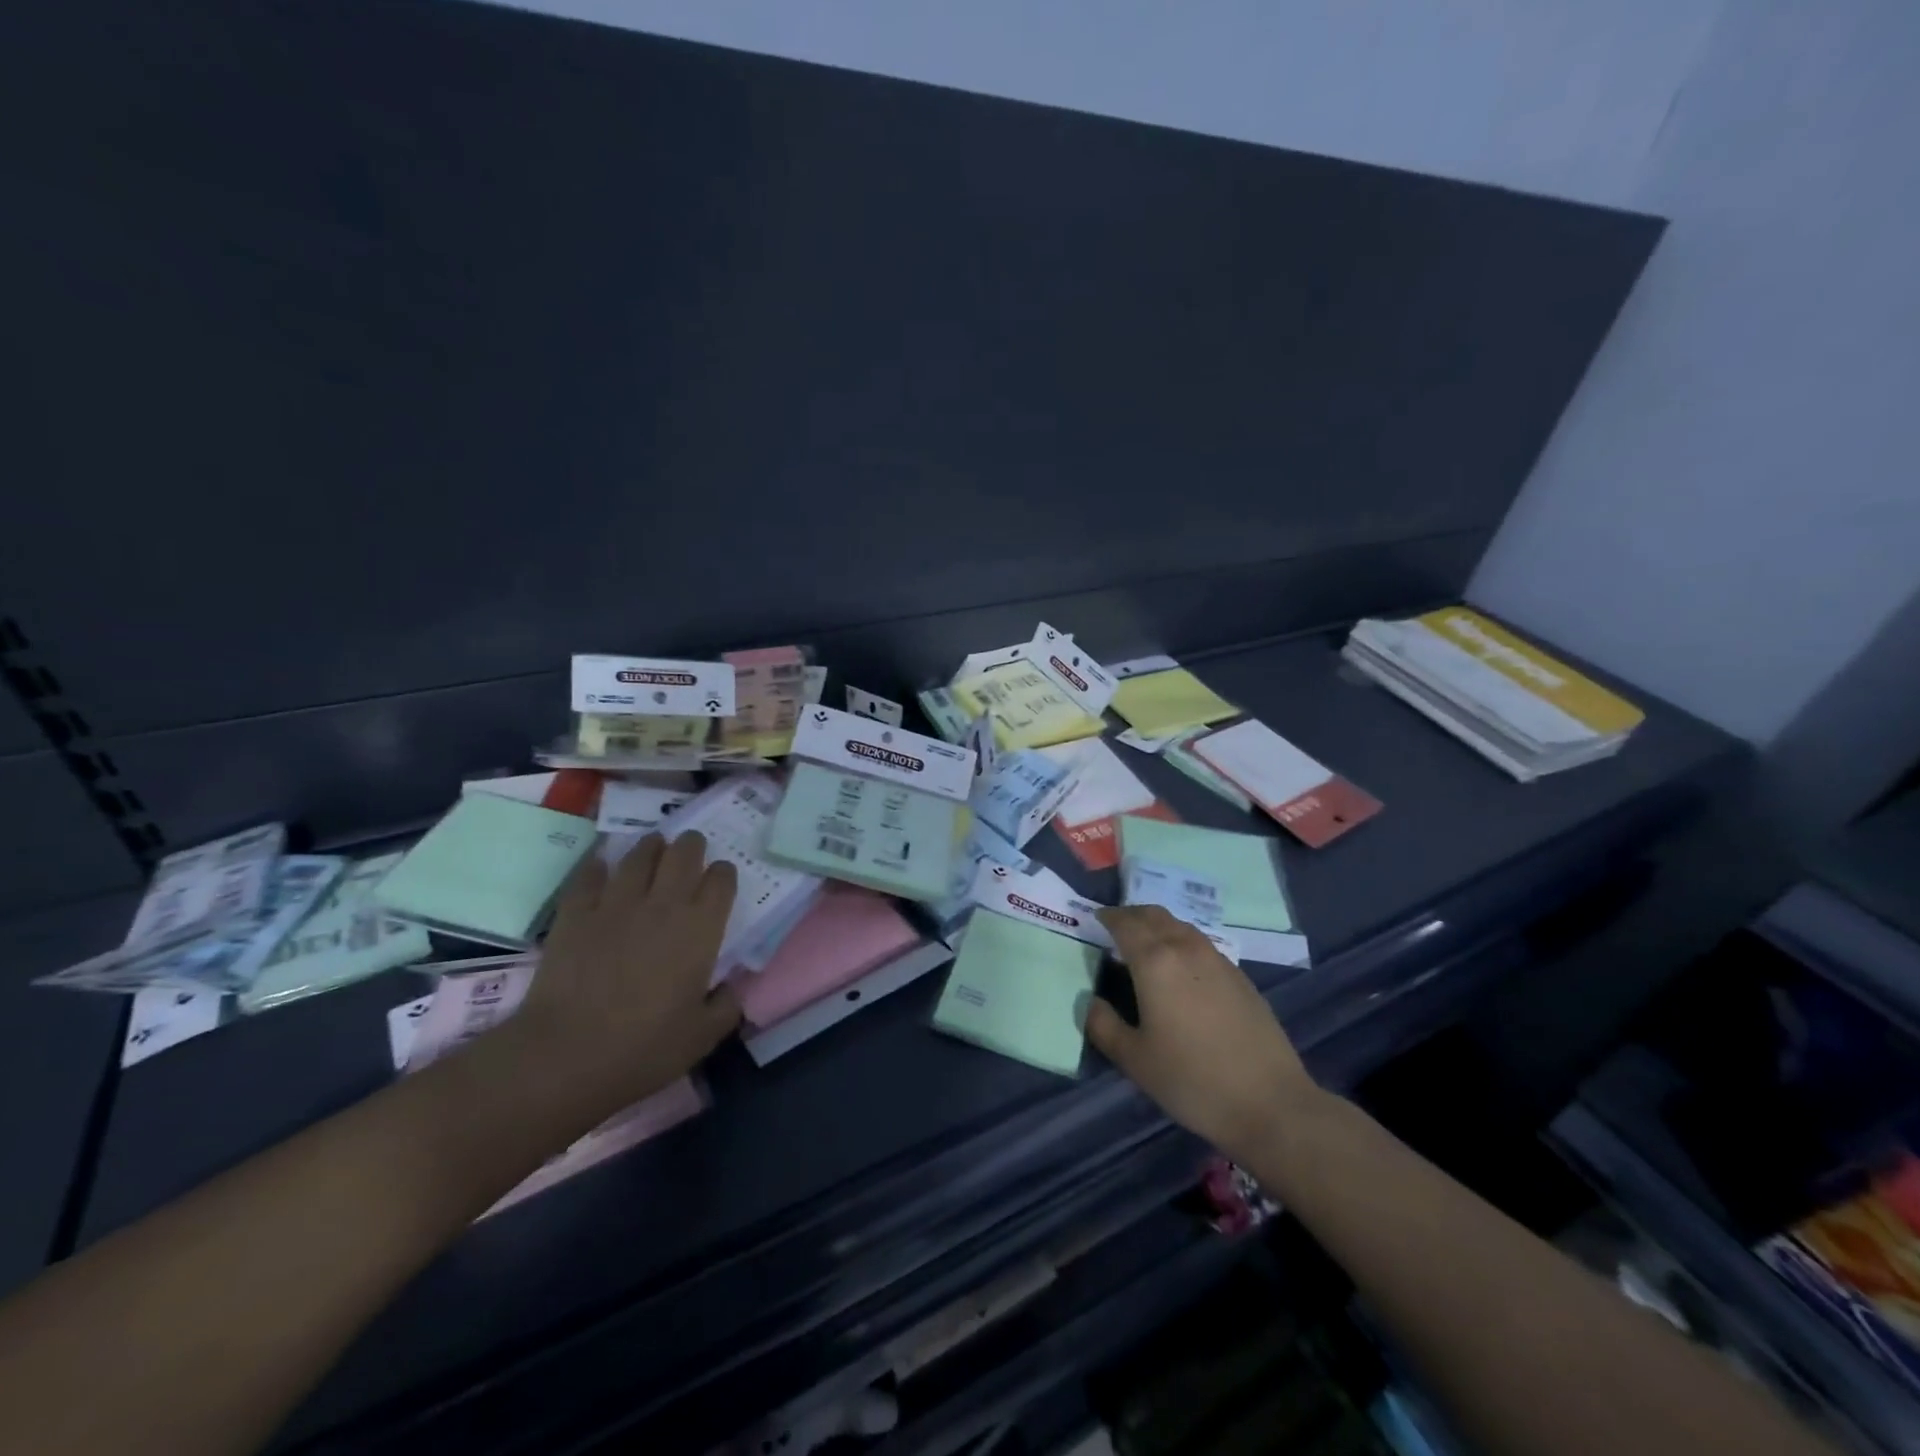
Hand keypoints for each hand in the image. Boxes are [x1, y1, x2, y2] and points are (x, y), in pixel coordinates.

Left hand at [501, 832, 741, 1127]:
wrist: (565, 1056)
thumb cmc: (644, 1048)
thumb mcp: (703, 1036)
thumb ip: (726, 1006)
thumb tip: (732, 988)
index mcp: (701, 928)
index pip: (721, 880)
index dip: (723, 875)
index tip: (721, 881)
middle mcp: (664, 904)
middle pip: (684, 853)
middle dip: (692, 846)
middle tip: (691, 851)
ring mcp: (616, 903)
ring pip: (640, 854)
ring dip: (651, 847)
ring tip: (654, 848)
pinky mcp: (576, 912)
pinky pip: (590, 874)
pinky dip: (599, 867)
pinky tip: (602, 868)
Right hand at [1088, 907, 1319, 1161]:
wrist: (1270, 1102)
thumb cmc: (1192, 1080)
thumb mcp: (1134, 1060)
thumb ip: (1103, 1025)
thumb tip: (1090, 1001)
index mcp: (1155, 961)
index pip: (1125, 924)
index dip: (1107, 918)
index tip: (1095, 920)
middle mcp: (1186, 949)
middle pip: (1154, 916)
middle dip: (1132, 915)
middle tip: (1116, 926)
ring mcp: (1218, 960)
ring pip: (1181, 926)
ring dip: (1158, 926)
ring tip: (1146, 944)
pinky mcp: (1240, 977)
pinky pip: (1201, 944)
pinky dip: (1182, 942)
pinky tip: (1180, 969)